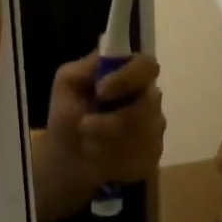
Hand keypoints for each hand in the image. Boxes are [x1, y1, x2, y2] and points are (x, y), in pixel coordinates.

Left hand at [30, 53, 165, 221]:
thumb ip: (85, 67)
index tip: (101, 92)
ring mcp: (155, 131)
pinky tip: (100, 162)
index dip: (128, 78)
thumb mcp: (67, 85)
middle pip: (146, 108)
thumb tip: (106, 58)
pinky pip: (140, 160)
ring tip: (87, 146)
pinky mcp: (153, 157)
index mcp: (131, 77)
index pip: (147, 66)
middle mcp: (149, 100)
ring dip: (106, 144)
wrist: (67, 160)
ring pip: (142, 138)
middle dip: (109, 123)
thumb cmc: (68, 117)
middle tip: (84, 127)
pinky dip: (112, 163)